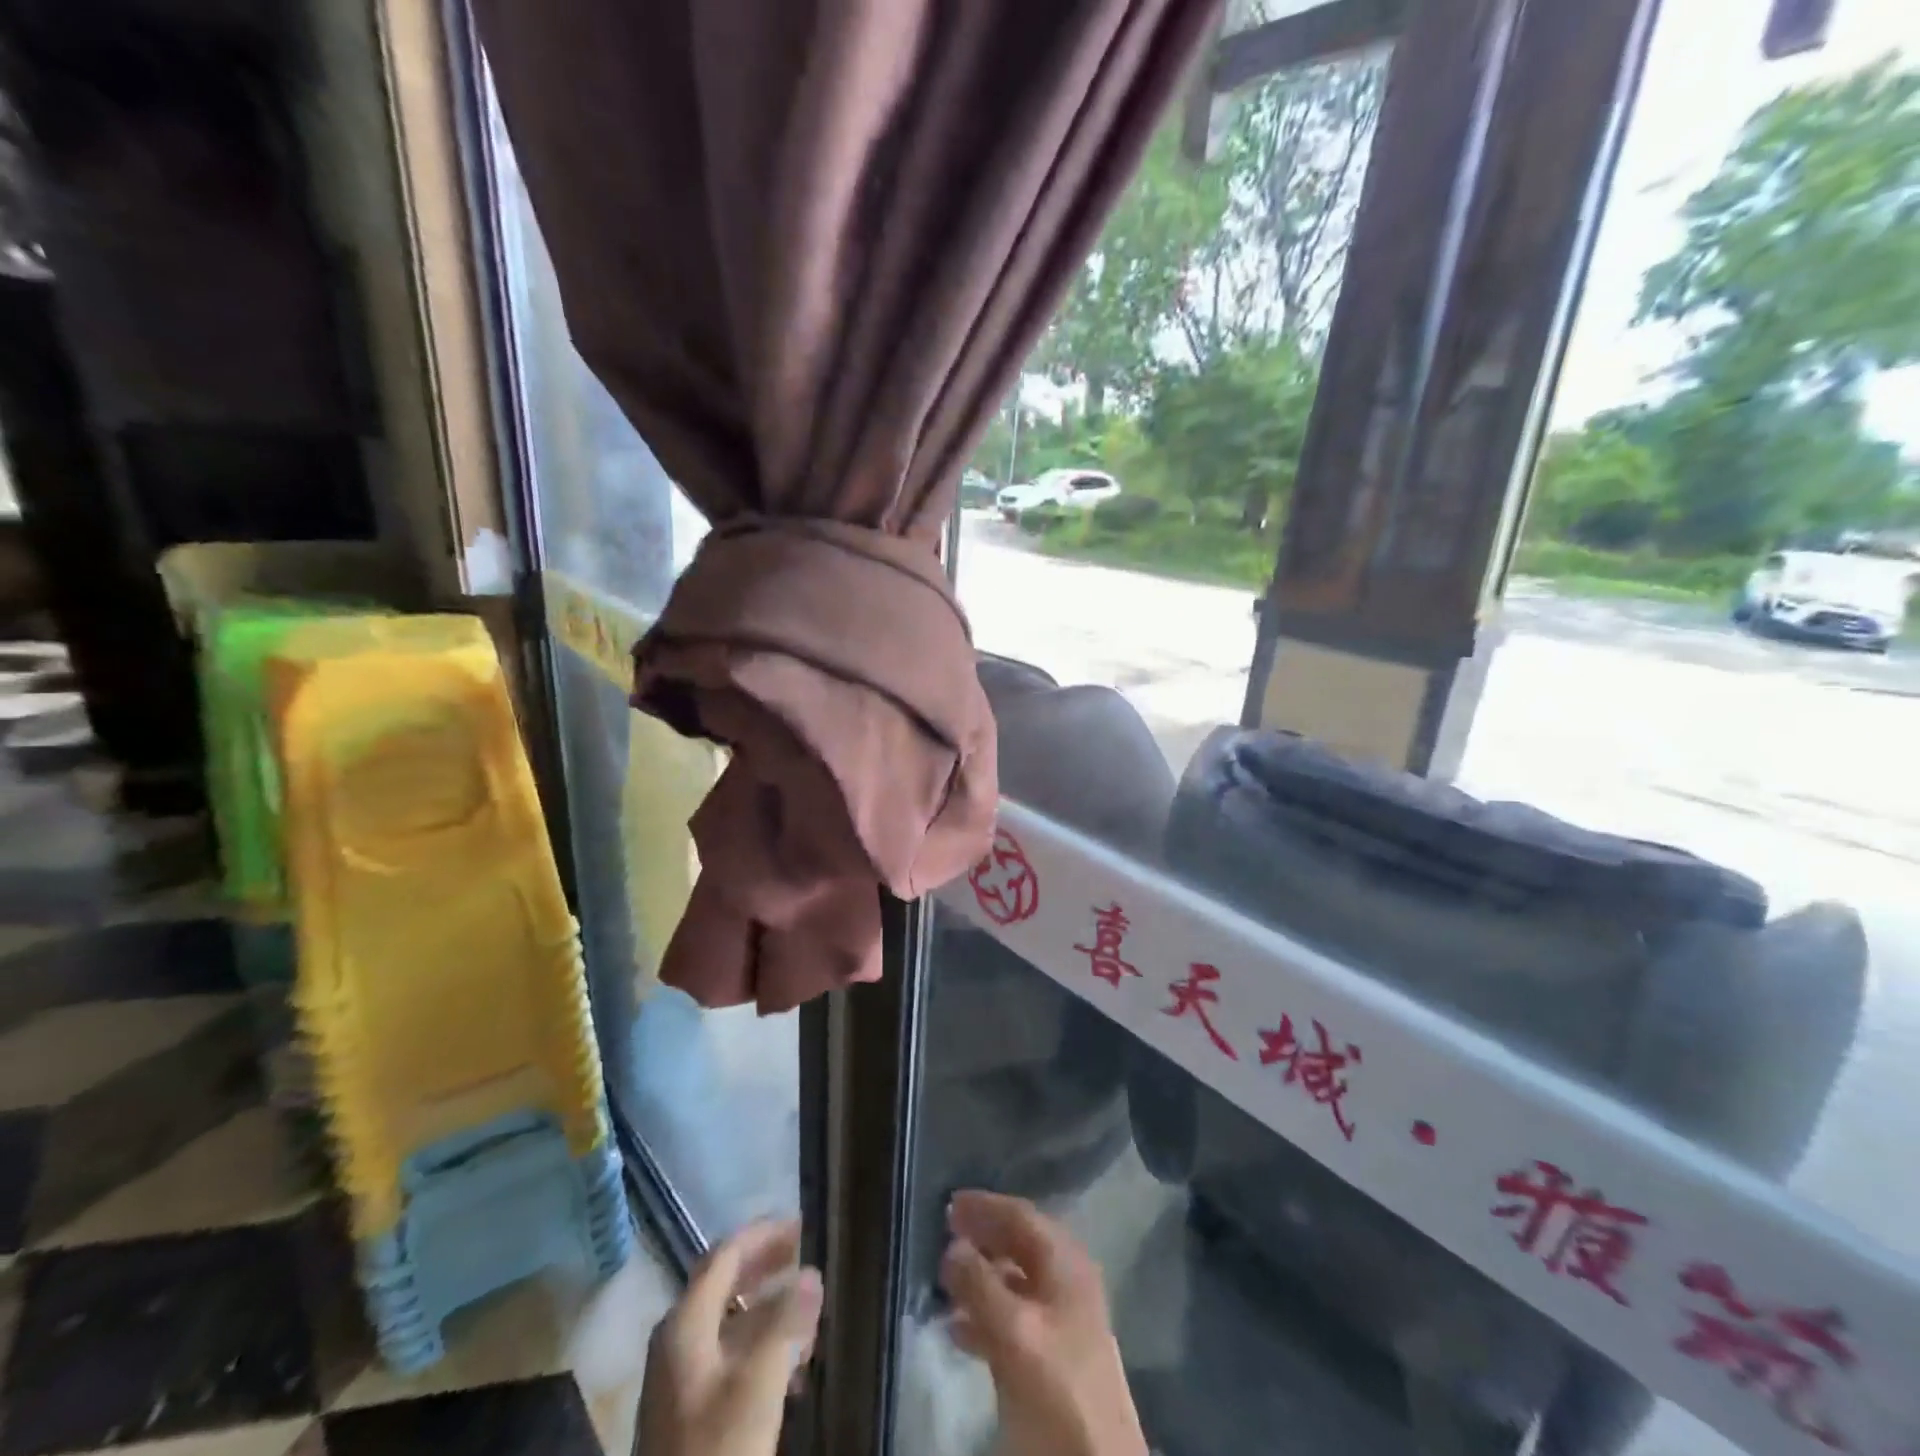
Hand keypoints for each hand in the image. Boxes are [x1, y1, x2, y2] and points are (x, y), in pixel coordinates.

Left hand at [638, 1219, 821, 1455]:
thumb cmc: (718, 1453)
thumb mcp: (759, 1385)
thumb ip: (787, 1322)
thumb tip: (812, 1273)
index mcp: (684, 1324)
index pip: (725, 1256)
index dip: (763, 1235)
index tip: (802, 1227)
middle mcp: (676, 1340)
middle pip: (723, 1284)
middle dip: (766, 1266)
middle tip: (806, 1257)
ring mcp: (678, 1378)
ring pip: (727, 1321)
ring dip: (767, 1308)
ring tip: (810, 1311)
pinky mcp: (688, 1412)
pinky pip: (727, 1355)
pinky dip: (759, 1344)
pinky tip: (792, 1364)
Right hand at [940, 1191, 1145, 1455]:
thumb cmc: (1057, 1386)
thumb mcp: (1015, 1332)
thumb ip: (981, 1284)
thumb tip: (953, 1244)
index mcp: (1066, 1263)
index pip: (1022, 1216)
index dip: (986, 1206)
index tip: (949, 1203)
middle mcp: (1067, 1282)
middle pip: (1020, 1245)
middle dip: (982, 1237)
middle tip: (944, 1233)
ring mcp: (1062, 1321)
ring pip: (1015, 1283)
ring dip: (980, 1277)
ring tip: (944, 1281)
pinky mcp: (1052, 1359)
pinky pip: (1014, 1321)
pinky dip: (985, 1316)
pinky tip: (957, 1329)